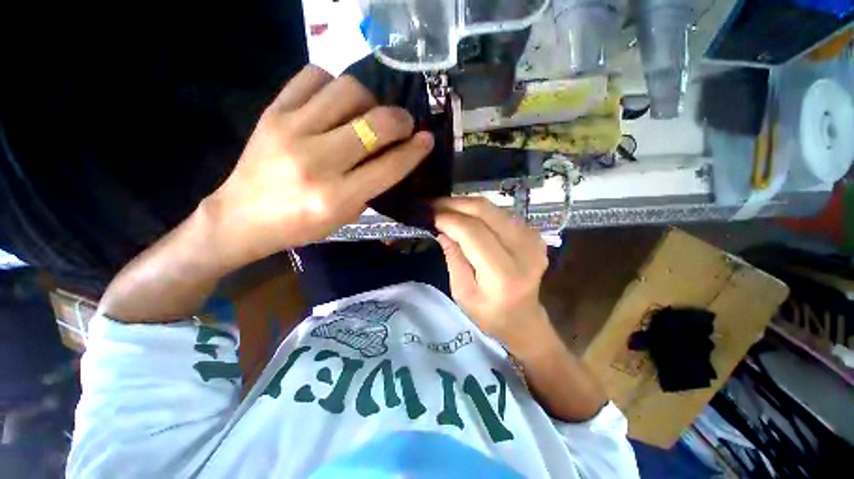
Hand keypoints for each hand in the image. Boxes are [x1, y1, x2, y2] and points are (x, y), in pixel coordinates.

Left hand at [206, 65, 433, 264]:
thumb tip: (394, 155)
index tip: (427, 139)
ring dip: (369, 100)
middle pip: (374, 124)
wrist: (242, 216)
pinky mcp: (272, 112)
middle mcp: (317, 162)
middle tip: (402, 124)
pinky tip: (335, 102)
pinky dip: (333, 86)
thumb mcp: (344, 217)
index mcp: (336, 197)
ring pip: (348, 91)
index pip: (389, 166)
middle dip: (399, 120)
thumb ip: (371, 186)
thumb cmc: (300, 225)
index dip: (414, 150)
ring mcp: (291, 131)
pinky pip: (313, 77)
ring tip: (367, 114)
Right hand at [434, 197, 550, 350]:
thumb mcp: (462, 292)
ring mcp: (533, 239)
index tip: (429, 215)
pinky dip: (480, 211)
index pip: (473, 233)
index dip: (449, 219)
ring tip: (446, 208)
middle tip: (435, 205)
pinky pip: (501, 213)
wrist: (524, 319)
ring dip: (467, 204)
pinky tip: (466, 216)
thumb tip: (442, 228)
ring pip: (493, 208)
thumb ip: (453, 257)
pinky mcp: (534, 234)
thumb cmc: (489, 313)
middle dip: (456, 204)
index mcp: (504, 274)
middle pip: (486, 212)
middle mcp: (524, 251)